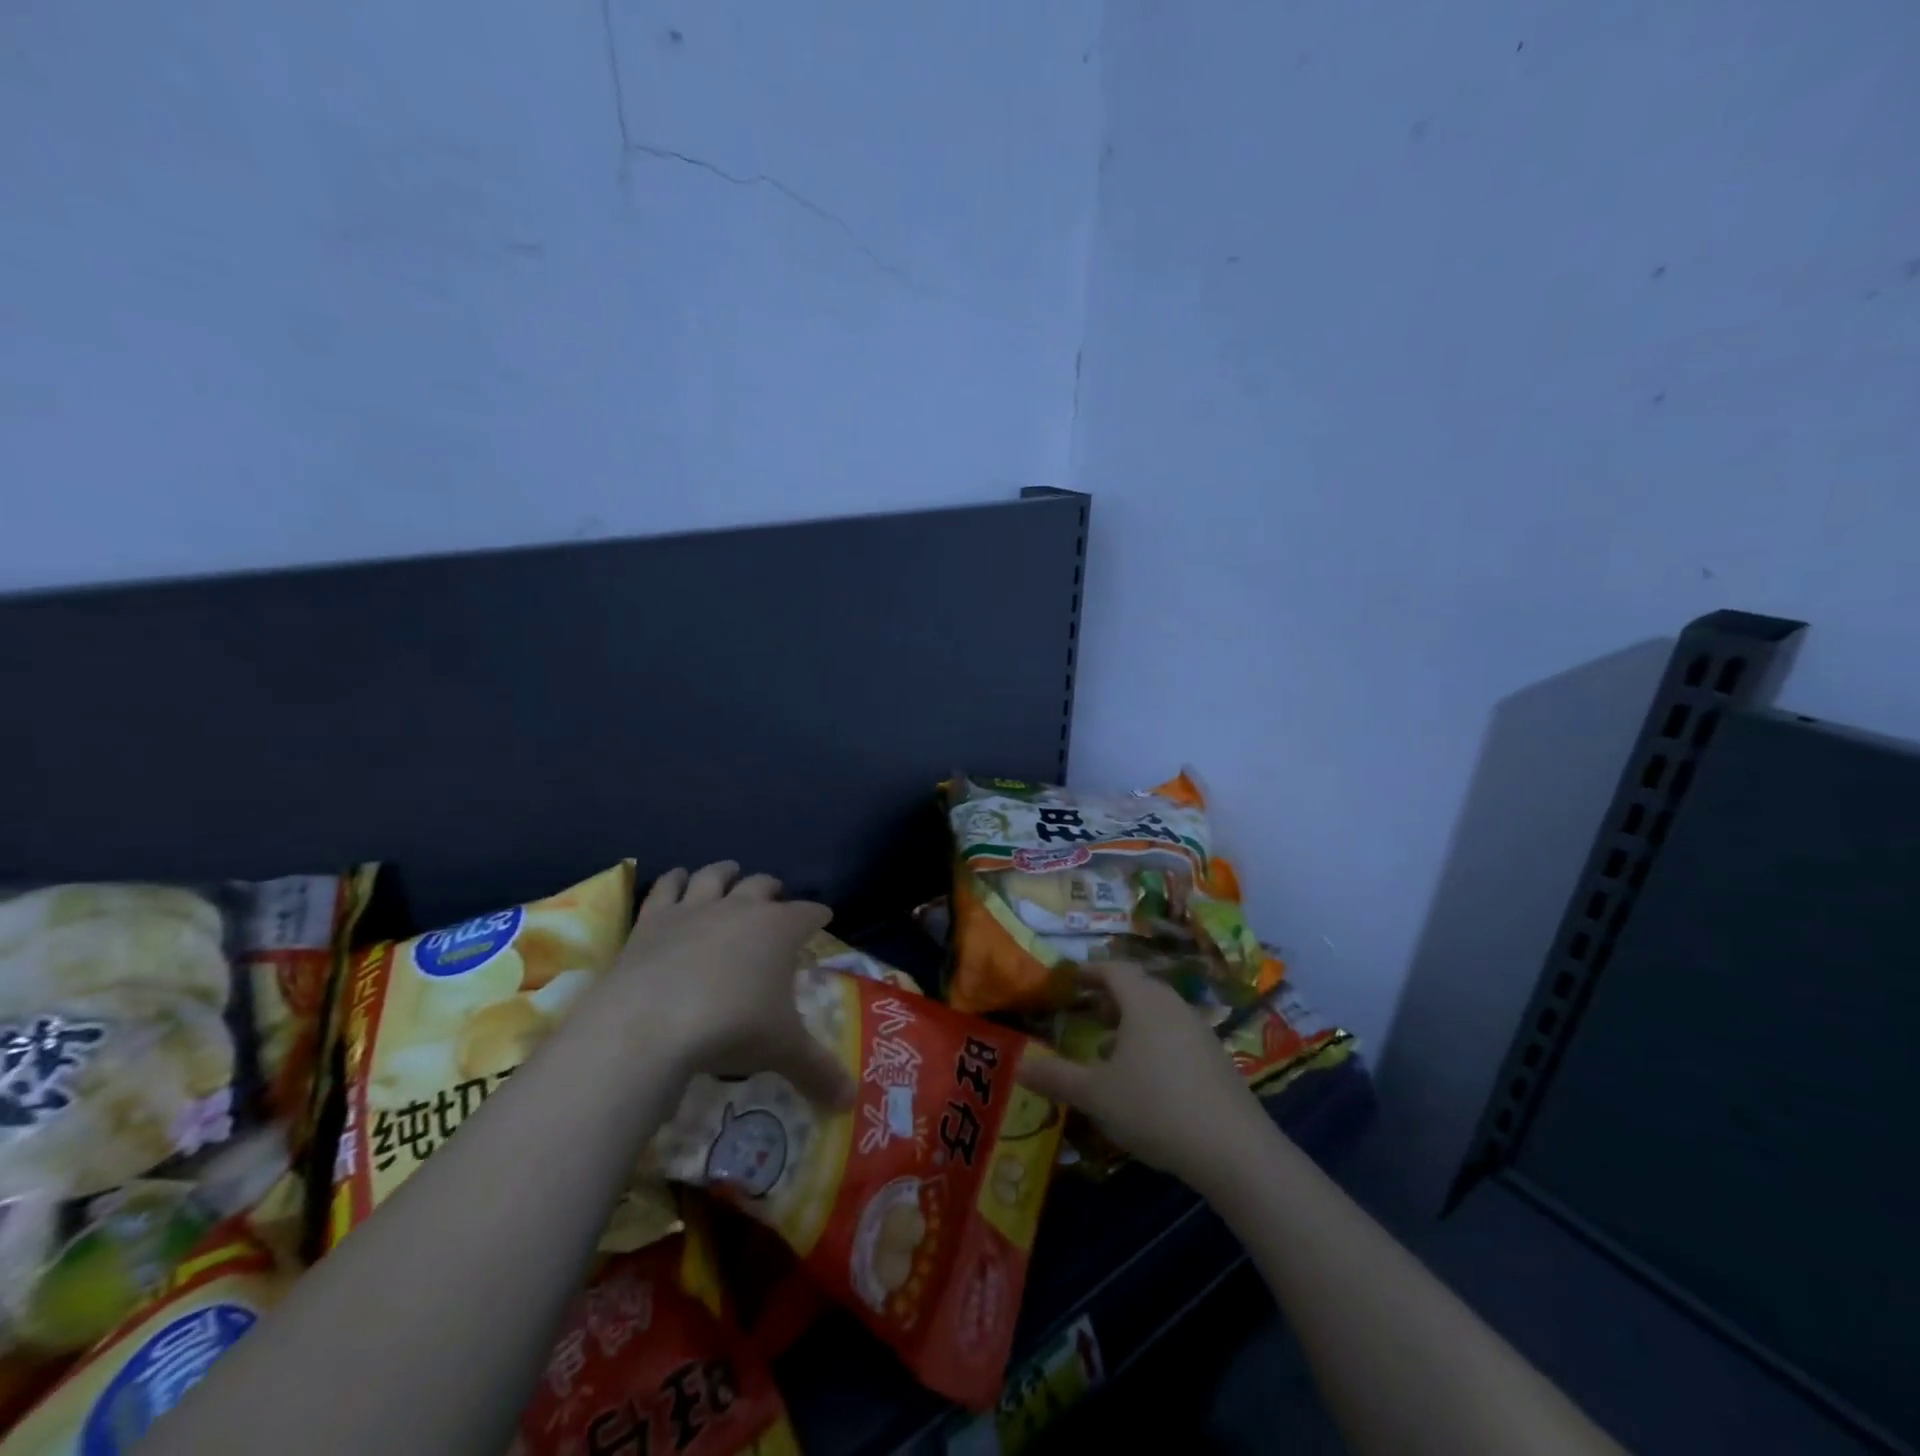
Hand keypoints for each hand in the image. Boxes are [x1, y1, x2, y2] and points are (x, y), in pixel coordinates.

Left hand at [603, 861, 853, 1109]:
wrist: (650, 1024)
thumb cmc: (730, 1028)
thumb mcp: (782, 1051)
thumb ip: (818, 1071)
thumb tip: (849, 1101)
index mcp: (779, 930)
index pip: (808, 913)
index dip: (818, 914)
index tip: (824, 917)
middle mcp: (740, 908)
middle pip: (763, 886)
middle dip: (773, 889)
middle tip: (777, 898)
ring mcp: (694, 909)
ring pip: (715, 876)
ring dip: (725, 872)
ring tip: (731, 872)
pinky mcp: (653, 919)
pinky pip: (666, 888)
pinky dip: (673, 880)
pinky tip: (675, 879)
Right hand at [1017, 961, 1268, 1189]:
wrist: (1234, 1150)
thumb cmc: (1155, 1107)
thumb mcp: (1095, 1095)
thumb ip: (1056, 1077)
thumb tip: (1020, 1065)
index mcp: (1144, 1001)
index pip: (1113, 969)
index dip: (1088, 971)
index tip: (1069, 980)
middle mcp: (1173, 1006)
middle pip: (1138, 987)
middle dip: (1110, 997)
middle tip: (1087, 1013)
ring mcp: (1200, 1031)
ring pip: (1159, 1012)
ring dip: (1132, 1022)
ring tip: (1110, 1050)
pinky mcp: (1217, 1059)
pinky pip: (1177, 1035)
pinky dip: (1154, 1042)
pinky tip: (1145, 1079)